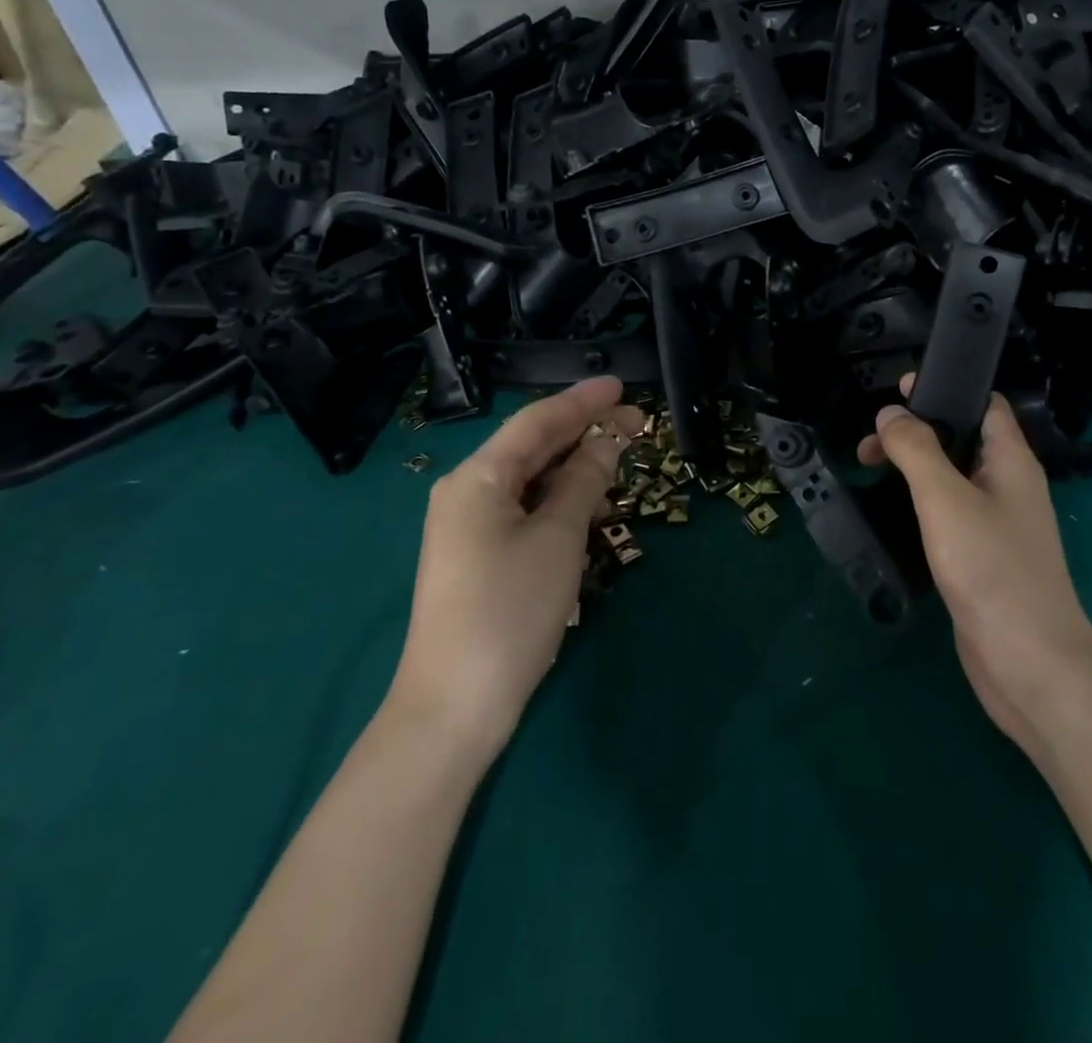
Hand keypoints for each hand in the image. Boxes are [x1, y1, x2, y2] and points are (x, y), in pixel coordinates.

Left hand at [385, 376, 642, 763]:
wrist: (454, 706)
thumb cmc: (510, 609)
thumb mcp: (558, 537)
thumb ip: (584, 481)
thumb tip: (607, 440)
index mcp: (478, 478)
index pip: (537, 422)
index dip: (582, 401)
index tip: (620, 385)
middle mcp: (468, 493)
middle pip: (533, 447)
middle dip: (584, 432)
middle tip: (637, 423)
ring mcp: (470, 527)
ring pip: (531, 480)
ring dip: (575, 468)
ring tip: (621, 461)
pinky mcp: (480, 556)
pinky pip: (526, 510)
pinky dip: (560, 501)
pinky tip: (591, 507)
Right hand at [858, 382, 1091, 760]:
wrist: (1029, 663)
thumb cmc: (991, 569)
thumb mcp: (945, 498)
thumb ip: (916, 450)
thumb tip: (890, 413)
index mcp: (1011, 461)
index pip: (984, 404)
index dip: (945, 389)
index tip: (898, 390)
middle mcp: (1009, 486)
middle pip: (962, 439)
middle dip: (917, 432)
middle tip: (869, 443)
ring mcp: (998, 524)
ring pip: (953, 478)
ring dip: (916, 467)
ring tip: (871, 468)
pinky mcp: (984, 558)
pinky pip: (951, 513)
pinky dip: (922, 503)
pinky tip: (896, 512)